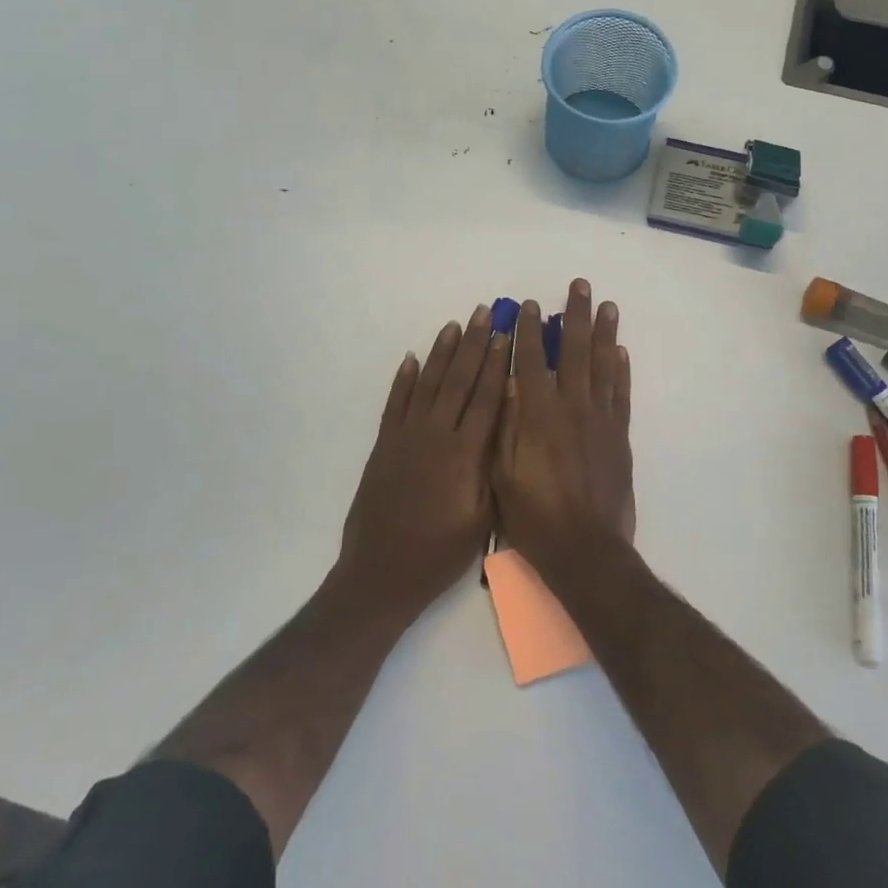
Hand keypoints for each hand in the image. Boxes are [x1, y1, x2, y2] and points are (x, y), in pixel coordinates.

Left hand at [339, 305, 509, 615]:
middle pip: (457, 381)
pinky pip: (394, 403)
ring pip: (426, 384)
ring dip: (440, 353)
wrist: (382, 573)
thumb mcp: (482, 518)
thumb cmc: (440, 553)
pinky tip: (412, 359)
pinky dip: (403, 379)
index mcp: (464, 454)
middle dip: (473, 345)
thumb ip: (493, 470)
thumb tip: (505, 429)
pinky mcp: (383, 445)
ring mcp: (405, 437)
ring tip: (453, 326)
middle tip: (484, 314)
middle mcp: (435, 436)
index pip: (485, 399)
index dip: (497, 365)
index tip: (505, 336)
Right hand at [491, 280, 635, 575]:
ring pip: (603, 366)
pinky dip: (621, 370)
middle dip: (575, 316)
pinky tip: (620, 352)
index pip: (531, 361)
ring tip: (607, 305)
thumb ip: (503, 426)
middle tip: (580, 285)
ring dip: (604, 333)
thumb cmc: (533, 516)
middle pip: (574, 351)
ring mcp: (599, 420)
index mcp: (537, 415)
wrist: (585, 549)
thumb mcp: (500, 473)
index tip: (529, 304)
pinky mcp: (619, 436)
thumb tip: (507, 383)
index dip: (529, 331)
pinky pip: (620, 394)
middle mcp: (571, 407)